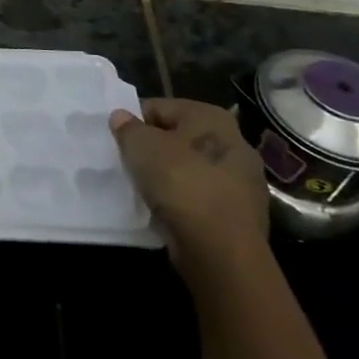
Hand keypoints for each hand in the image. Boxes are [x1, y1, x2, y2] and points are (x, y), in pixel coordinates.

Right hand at [110, 99, 269, 287]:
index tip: (116, 141)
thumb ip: (128, 128)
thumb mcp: (141, 147)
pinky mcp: (240, 215)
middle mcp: (234, 143)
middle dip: (153, 150)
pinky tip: (163, 211)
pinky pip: (199, 198)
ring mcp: (242, 181)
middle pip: (178, 139)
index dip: (134, 121)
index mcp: (212, 118)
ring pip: (189, 170)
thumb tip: (122, 117)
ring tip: (141, 189)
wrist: (221, 250)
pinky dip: (181, 202)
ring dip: (167, 177)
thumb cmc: (181, 184)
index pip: (160, 108)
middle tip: (127, 164)